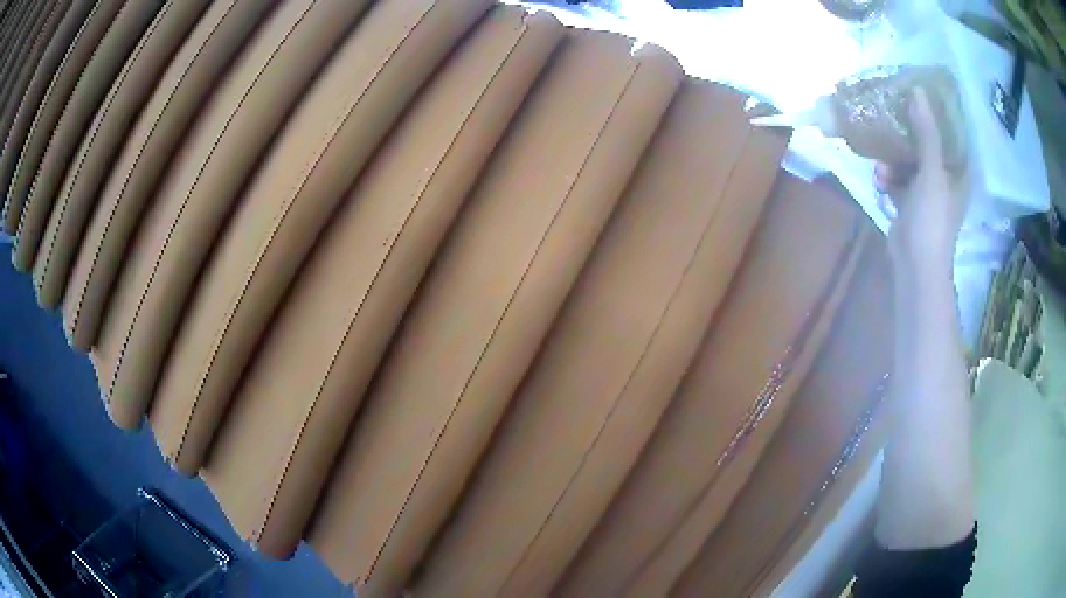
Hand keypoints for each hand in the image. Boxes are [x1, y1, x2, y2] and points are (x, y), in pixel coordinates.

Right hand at [874, 89, 965, 282]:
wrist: (916, 264)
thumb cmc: (932, 219)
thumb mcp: (932, 172)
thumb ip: (926, 133)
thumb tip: (917, 91)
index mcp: (958, 172)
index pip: (951, 134)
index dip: (938, 114)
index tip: (920, 95)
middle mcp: (945, 179)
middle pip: (927, 144)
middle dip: (909, 133)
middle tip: (892, 114)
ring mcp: (927, 192)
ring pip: (909, 161)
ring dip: (894, 158)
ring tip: (881, 161)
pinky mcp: (910, 203)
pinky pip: (898, 179)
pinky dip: (888, 177)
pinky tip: (879, 178)